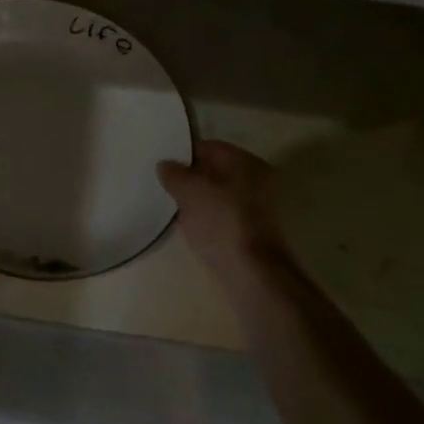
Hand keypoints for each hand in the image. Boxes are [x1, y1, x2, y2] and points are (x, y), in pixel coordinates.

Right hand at [157, 140, 292, 280]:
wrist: (254, 276)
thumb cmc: (222, 223)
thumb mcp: (189, 191)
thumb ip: (174, 173)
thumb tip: (166, 165)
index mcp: (247, 162)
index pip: (209, 147)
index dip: (183, 156)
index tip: (163, 169)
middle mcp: (259, 180)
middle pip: (216, 172)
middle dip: (191, 179)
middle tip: (166, 190)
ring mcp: (261, 208)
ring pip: (220, 196)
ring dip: (199, 201)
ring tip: (176, 211)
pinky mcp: (257, 233)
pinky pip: (226, 217)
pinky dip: (210, 220)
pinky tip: (194, 230)